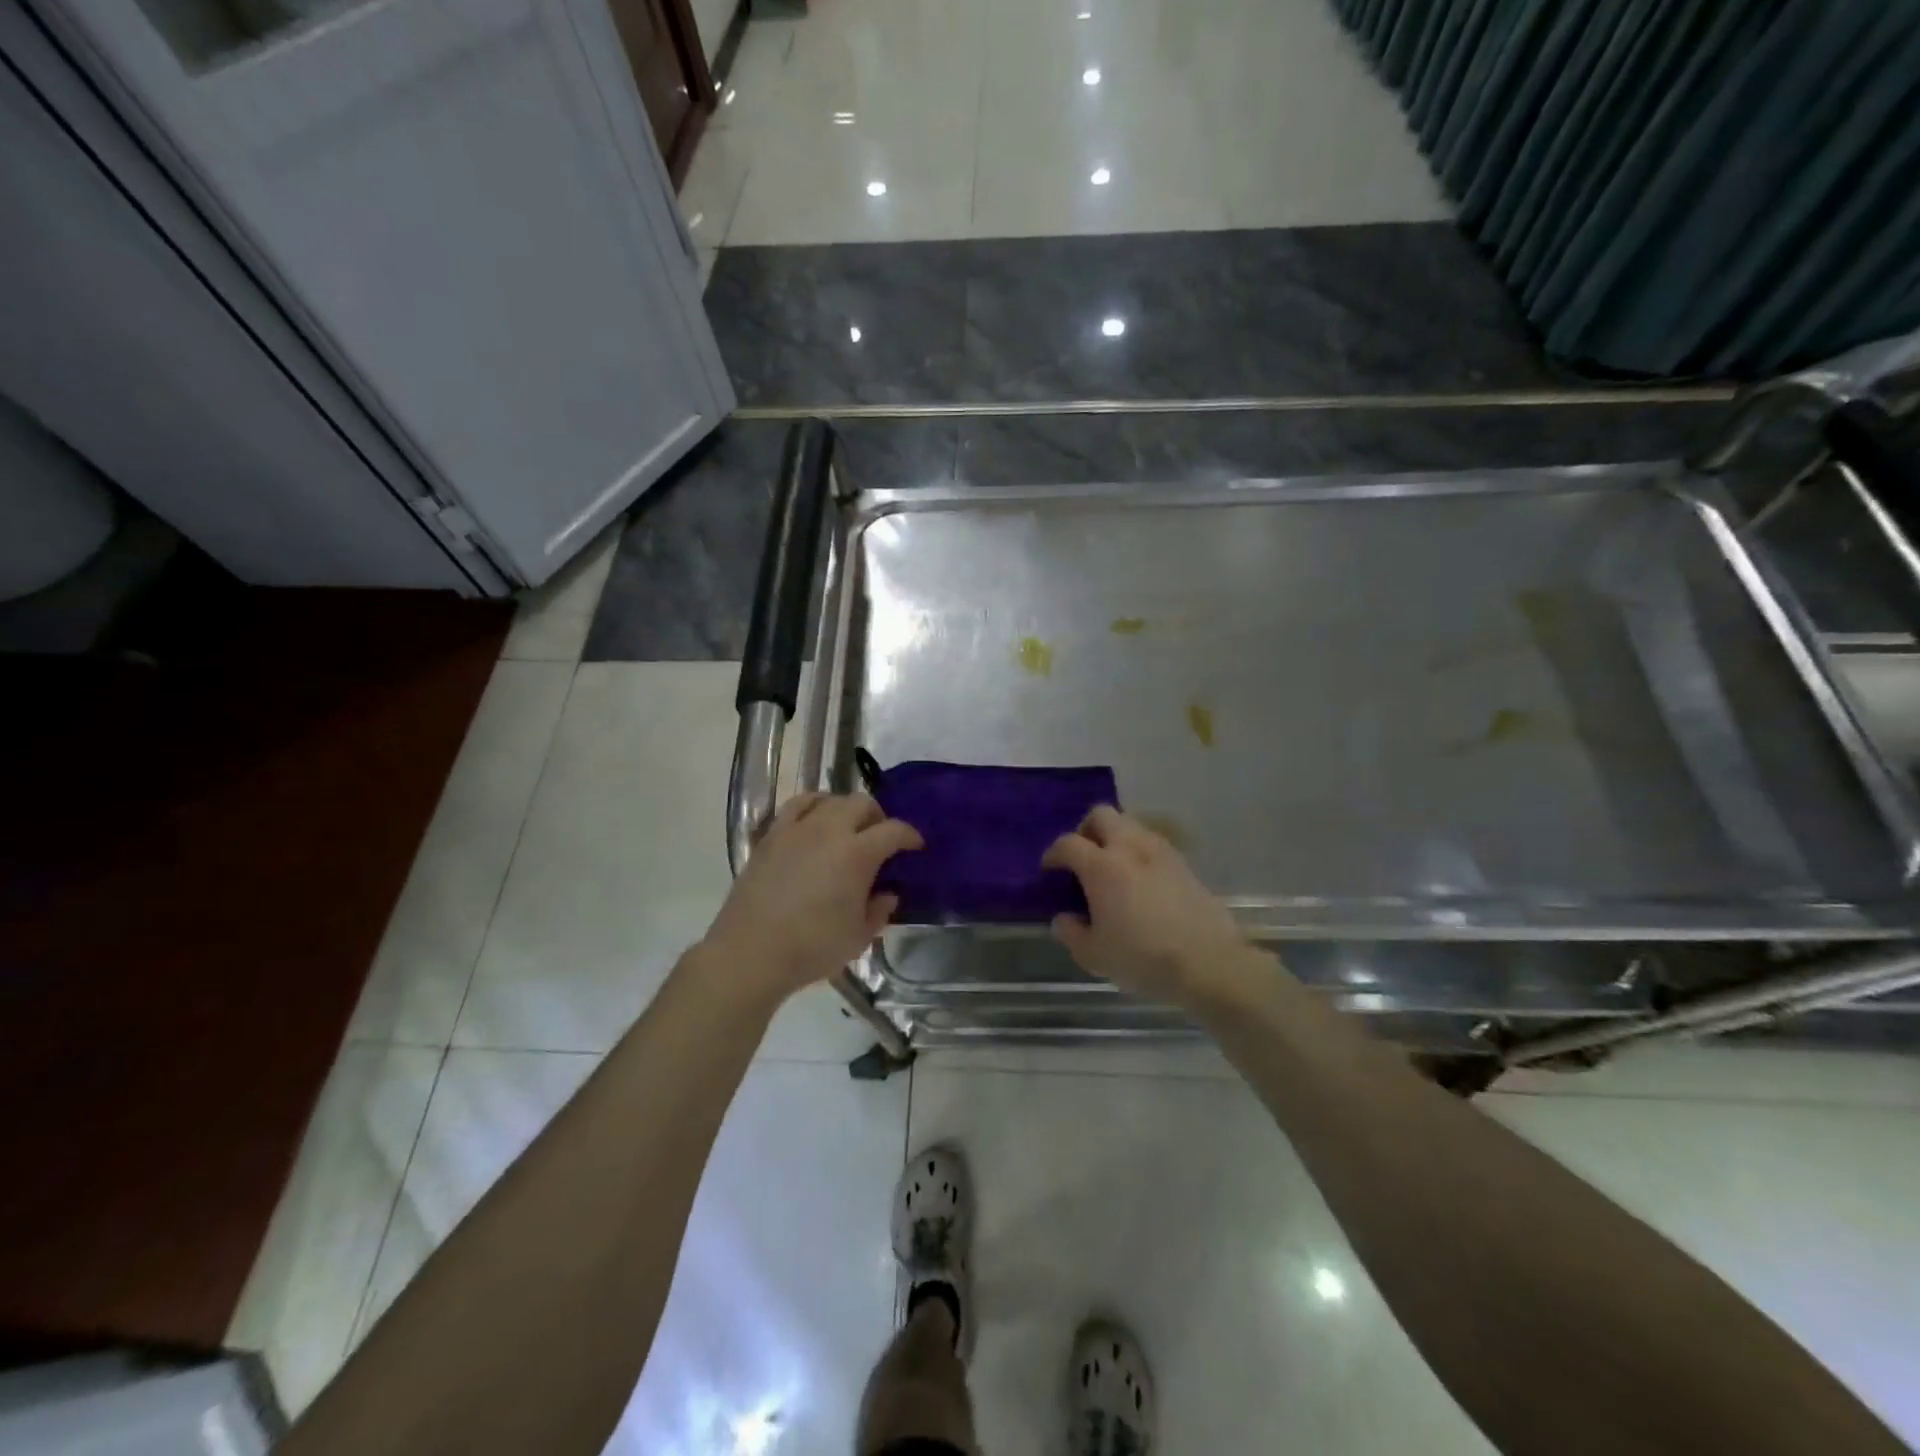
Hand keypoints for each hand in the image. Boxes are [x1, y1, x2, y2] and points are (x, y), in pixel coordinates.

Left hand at [705, 792, 921, 1000]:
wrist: (750, 953)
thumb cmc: (812, 948)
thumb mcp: (859, 937)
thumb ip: (879, 911)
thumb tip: (887, 894)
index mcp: (858, 853)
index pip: (894, 830)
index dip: (910, 836)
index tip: (916, 847)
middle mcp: (830, 830)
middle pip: (862, 803)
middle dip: (878, 817)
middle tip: (880, 840)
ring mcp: (797, 829)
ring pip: (830, 799)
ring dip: (846, 810)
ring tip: (848, 830)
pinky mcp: (771, 835)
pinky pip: (797, 805)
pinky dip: (814, 805)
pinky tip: (816, 821)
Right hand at [1043, 806, 1253, 1005]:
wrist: (1208, 963)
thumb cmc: (1142, 957)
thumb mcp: (1094, 955)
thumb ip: (1071, 933)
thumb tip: (1063, 918)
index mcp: (1101, 866)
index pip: (1068, 843)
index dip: (1053, 853)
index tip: (1050, 869)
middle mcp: (1130, 848)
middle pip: (1101, 815)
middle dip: (1086, 830)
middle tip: (1083, 857)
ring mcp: (1161, 852)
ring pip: (1130, 824)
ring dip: (1115, 837)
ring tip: (1112, 868)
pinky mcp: (1184, 863)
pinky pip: (1153, 844)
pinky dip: (1139, 852)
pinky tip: (1140, 881)